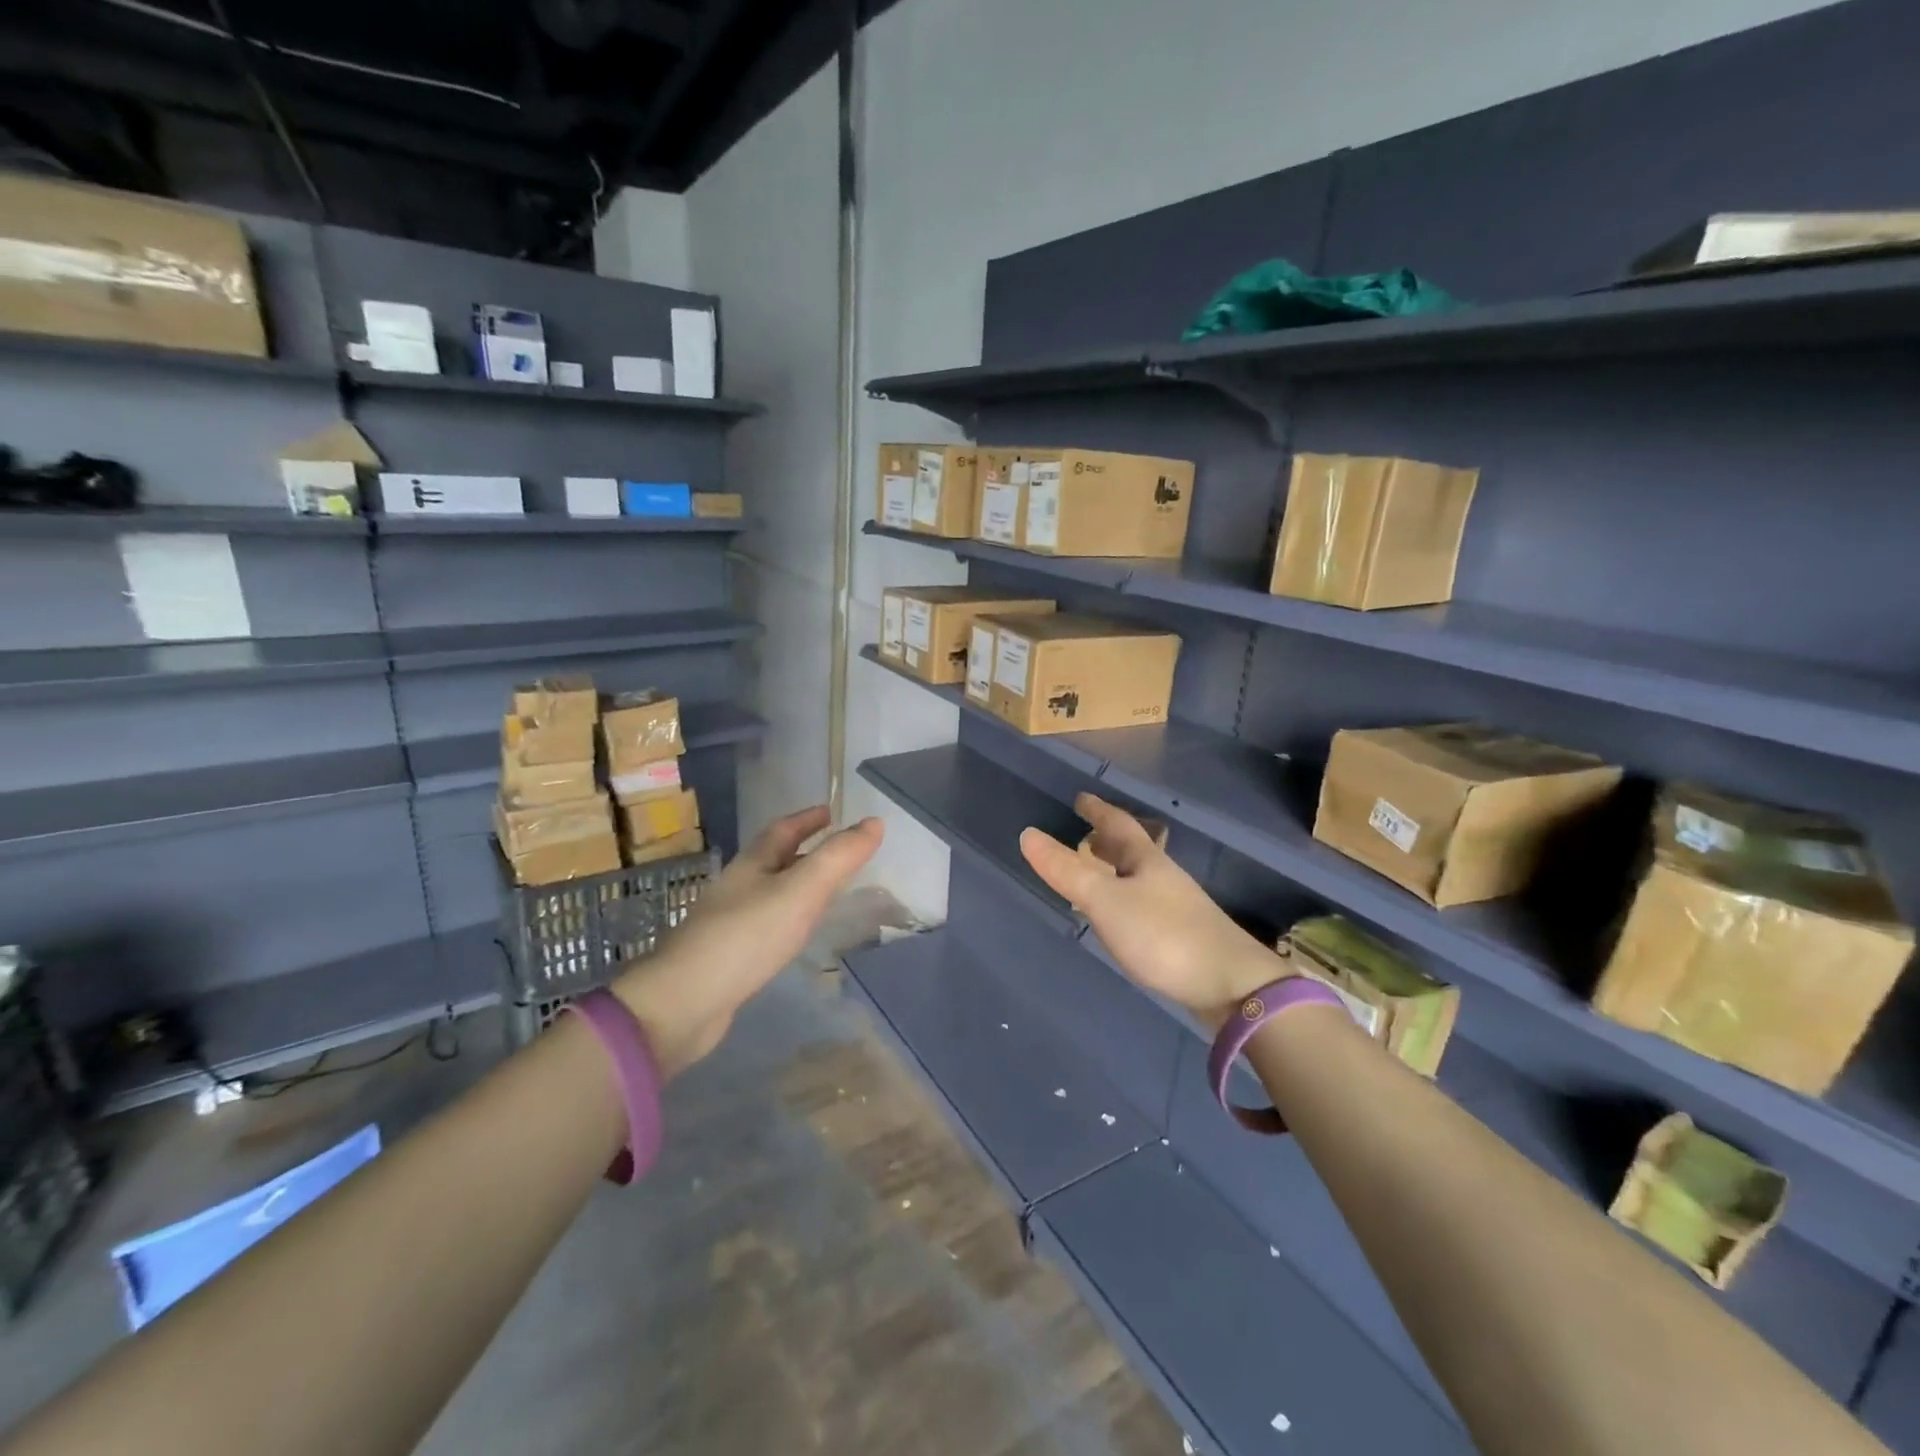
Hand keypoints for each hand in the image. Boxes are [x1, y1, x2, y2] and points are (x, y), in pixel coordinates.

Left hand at [612, 807, 882, 1074]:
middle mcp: (738, 886)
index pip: (783, 830)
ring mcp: (729, 922)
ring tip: (825, 889)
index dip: (808, 818)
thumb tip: (875, 822)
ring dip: (797, 884)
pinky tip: (797, 933)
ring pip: (770, 892)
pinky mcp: (729, 955)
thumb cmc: (747, 936)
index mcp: (752, 864)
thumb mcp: (802, 890)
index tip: (831, 811)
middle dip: (804, 849)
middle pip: (774, 859)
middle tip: (837, 849)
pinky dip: (788, 918)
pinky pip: (766, 924)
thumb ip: (839, 857)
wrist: (686, 1003)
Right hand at [1020, 793, 1286, 1029]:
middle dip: (1108, 839)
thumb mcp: (1106, 901)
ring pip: (1140, 877)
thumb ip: (1067, 871)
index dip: (1099, 810)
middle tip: (1086, 833)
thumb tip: (1027, 833)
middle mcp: (1164, 877)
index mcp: (1147, 861)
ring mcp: (1177, 908)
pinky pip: (1145, 904)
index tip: (1082, 798)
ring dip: (1117, 869)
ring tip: (1096, 872)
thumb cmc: (1164, 936)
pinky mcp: (1183, 937)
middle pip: (1133, 850)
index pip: (1119, 824)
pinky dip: (1125, 899)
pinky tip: (1120, 918)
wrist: (1231, 986)